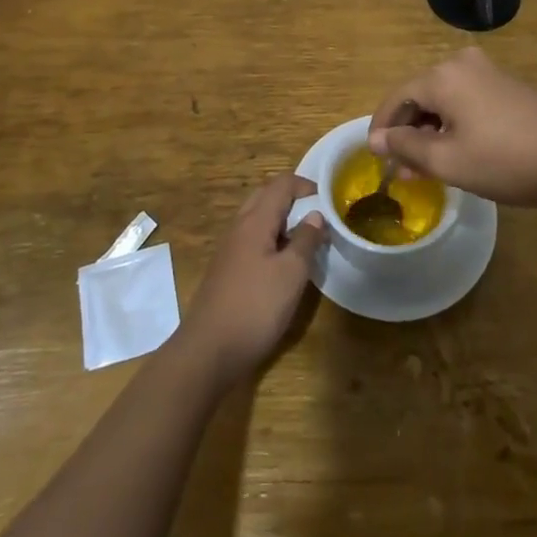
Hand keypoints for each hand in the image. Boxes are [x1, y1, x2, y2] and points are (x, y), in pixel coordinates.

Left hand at [176, 172, 325, 388]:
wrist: (207, 351)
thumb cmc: (255, 307)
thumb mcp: (291, 274)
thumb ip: (306, 240)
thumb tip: (316, 215)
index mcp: (255, 221)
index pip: (281, 184)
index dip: (306, 185)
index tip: (329, 200)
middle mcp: (239, 227)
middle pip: (266, 196)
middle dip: (293, 199)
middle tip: (318, 217)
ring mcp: (229, 249)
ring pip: (258, 219)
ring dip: (282, 220)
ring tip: (306, 240)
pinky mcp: (226, 270)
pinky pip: (252, 240)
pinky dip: (271, 240)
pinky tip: (284, 264)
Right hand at [367, 48, 536, 208]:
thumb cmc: (504, 160)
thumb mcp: (447, 160)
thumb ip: (406, 147)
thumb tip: (377, 139)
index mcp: (443, 75)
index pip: (397, 96)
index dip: (382, 127)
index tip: (375, 156)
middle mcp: (463, 63)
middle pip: (421, 95)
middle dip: (408, 131)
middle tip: (401, 166)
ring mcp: (490, 73)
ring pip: (445, 99)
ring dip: (431, 130)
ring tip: (427, 166)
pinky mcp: (510, 87)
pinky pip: (468, 101)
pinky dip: (455, 124)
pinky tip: (458, 152)